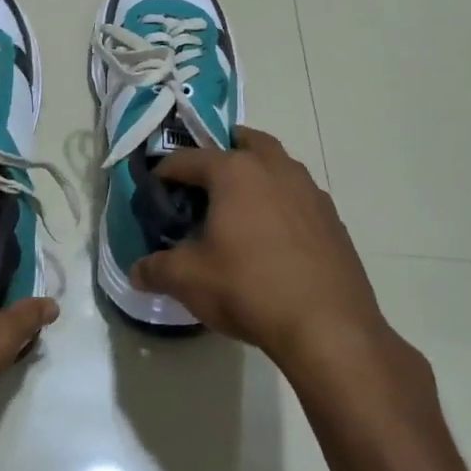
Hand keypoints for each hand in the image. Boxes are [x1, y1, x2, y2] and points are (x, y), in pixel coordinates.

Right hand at [129, 127, 421, 390]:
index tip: (154, 193)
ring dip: (256, 174)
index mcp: (234, 172)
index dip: (164, 173)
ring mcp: (310, 192)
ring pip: (278, 166)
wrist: (328, 327)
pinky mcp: (333, 220)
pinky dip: (281, 203)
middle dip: (221, 152)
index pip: (187, 159)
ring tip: (238, 208)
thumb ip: (156, 269)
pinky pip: (298, 197)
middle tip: (203, 180)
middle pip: (244, 142)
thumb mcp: (188, 280)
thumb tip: (137, 271)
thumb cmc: (248, 289)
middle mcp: (275, 169)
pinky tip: (272, 238)